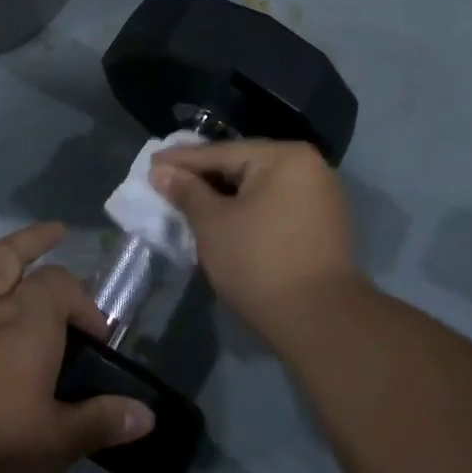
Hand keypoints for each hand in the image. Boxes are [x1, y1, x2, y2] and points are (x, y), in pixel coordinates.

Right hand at [150, 140, 364, 335]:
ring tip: (188, 200)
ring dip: (224, 194)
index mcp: (284, 157)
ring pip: (259, 187)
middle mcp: (309, 166)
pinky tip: (222, 217)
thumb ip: (187, 192)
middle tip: (166, 181)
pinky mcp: (321, 223)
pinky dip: (247, 209)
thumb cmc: (259, 262)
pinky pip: (274, 204)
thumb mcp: (213, 224)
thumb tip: (162, 171)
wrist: (319, 319)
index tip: (150, 164)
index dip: (181, 161)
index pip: (221, 153)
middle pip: (243, 165)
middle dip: (204, 177)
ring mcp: (320, 195)